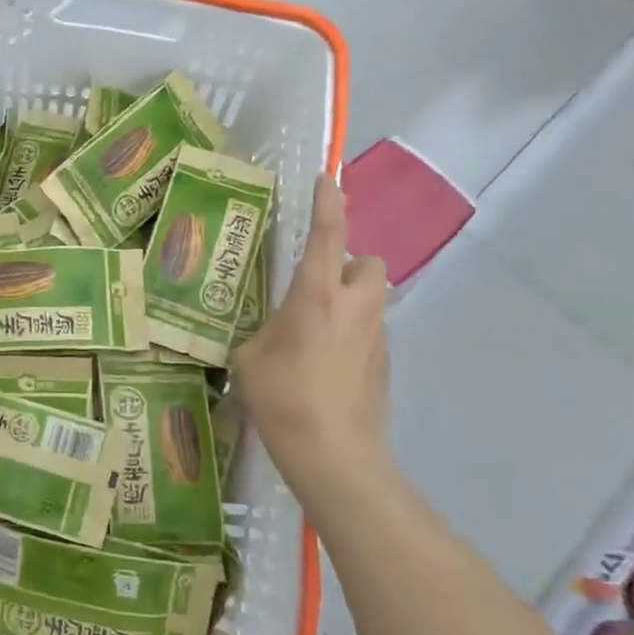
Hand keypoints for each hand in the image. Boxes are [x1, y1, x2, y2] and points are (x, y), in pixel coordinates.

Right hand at [233, 173, 390, 502]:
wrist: (333, 454)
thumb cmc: (282, 398)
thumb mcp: (248, 358)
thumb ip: (260, 332)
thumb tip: (265, 332)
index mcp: (317, 295)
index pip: (328, 235)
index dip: (328, 203)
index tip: (327, 180)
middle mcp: (355, 306)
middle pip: (369, 262)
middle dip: (349, 264)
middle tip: (317, 286)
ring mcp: (377, 336)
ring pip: (372, 299)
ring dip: (350, 301)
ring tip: (315, 330)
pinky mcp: (385, 364)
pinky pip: (370, 332)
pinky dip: (352, 335)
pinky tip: (325, 366)